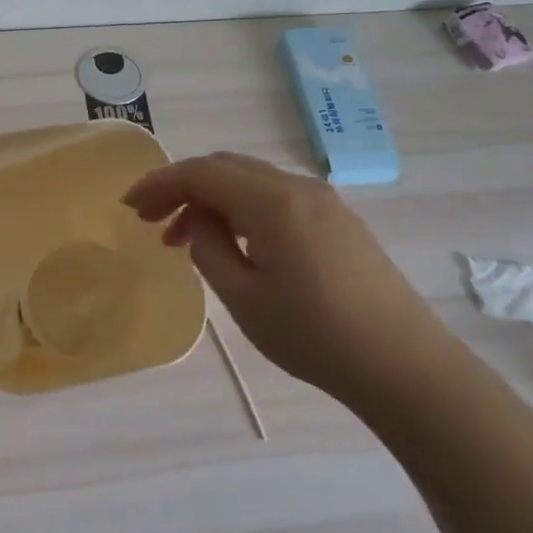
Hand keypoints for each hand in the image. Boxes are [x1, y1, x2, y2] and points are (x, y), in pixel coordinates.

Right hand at [123, 152, 450, 405]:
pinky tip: (234, 243)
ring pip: (251, 181)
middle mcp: (298, 187)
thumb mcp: (244, 297)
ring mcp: (324, 202)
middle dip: (183, 188)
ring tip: (187, 239)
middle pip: (226, 168)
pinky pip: (276, 197)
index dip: (159, 184)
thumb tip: (200, 222)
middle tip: (153, 222)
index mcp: (271, 201)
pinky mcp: (339, 221)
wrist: (403, 365)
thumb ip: (209, 248)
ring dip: (213, 200)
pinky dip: (242, 209)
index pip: (201, 172)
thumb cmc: (314, 334)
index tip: (129, 207)